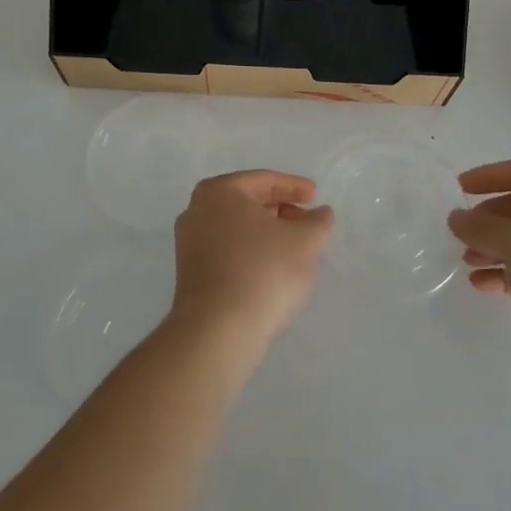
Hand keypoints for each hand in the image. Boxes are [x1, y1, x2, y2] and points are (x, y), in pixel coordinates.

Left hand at [172, 171, 333, 349]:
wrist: (218, 329)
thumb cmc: (264, 271)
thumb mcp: (305, 241)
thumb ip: (318, 221)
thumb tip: (320, 213)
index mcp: (220, 191)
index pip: (264, 180)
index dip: (294, 187)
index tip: (316, 195)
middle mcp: (197, 209)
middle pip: (248, 201)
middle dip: (280, 209)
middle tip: (307, 222)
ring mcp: (189, 242)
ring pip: (237, 227)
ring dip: (266, 232)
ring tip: (294, 246)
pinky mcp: (190, 271)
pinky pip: (227, 249)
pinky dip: (251, 250)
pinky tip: (271, 267)